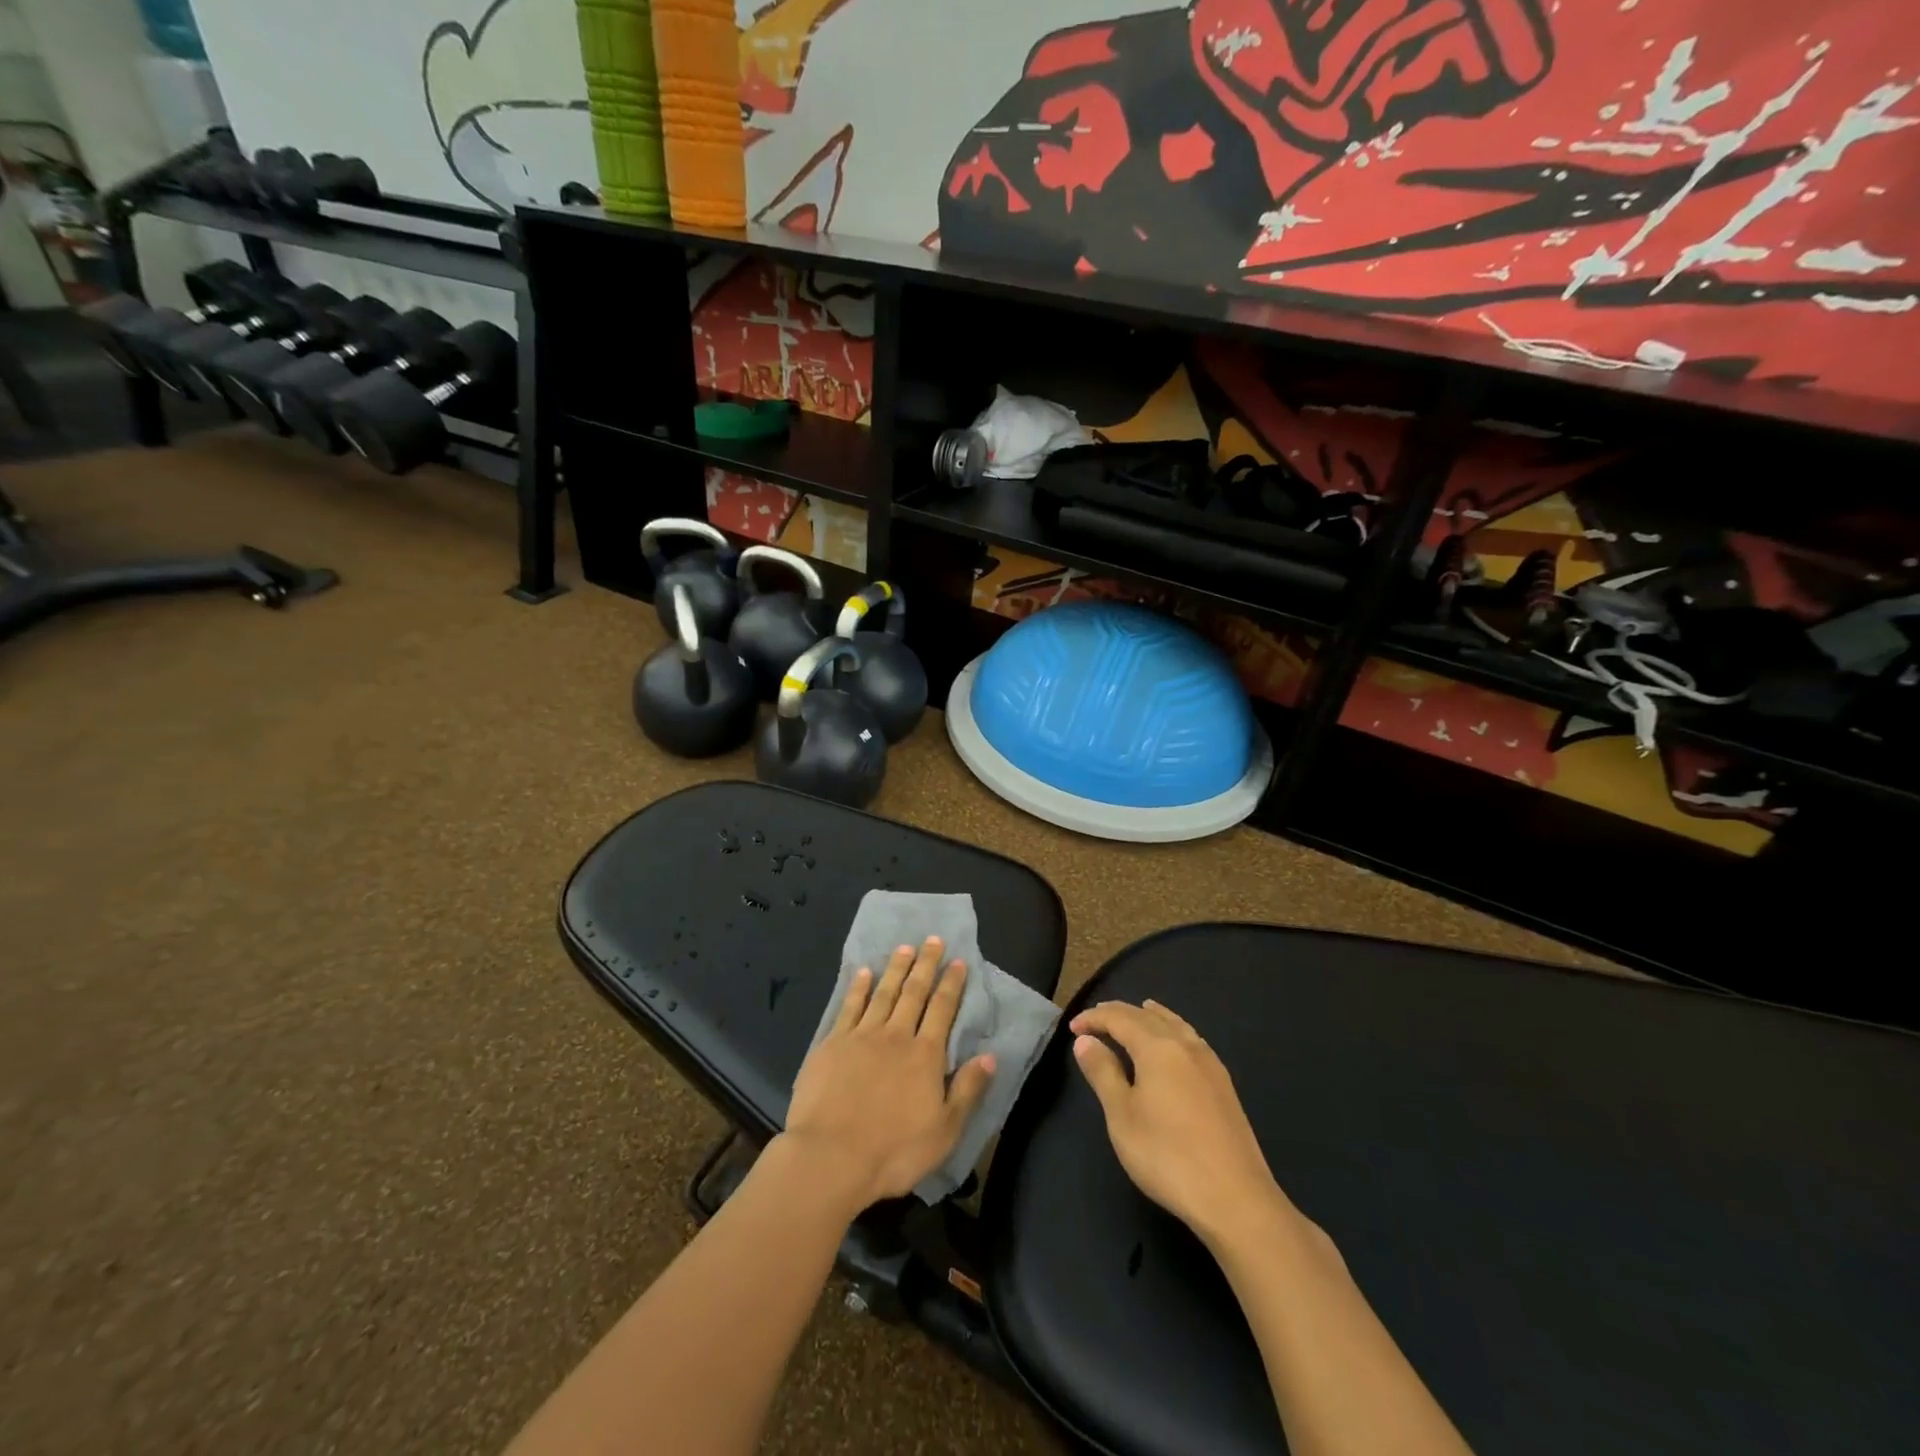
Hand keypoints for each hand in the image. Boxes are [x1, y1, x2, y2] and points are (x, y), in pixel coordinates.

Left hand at [783, 937, 995, 1213]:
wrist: (831, 1157)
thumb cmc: (893, 1150)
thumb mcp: (944, 1130)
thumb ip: (968, 1090)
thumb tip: (990, 1055)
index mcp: (925, 1055)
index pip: (942, 1010)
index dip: (951, 984)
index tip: (958, 961)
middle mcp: (896, 1035)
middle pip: (914, 992)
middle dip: (926, 964)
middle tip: (933, 940)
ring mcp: (861, 1036)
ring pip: (883, 993)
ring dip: (896, 969)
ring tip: (905, 948)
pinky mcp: (832, 1044)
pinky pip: (849, 1007)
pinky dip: (858, 988)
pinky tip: (863, 973)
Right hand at [1071, 999, 1287, 1247]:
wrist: (1235, 1199)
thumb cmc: (1167, 1156)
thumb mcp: (1122, 1115)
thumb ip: (1103, 1072)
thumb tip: (1086, 1040)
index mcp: (1157, 1047)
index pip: (1119, 1019)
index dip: (1094, 1019)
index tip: (1072, 1028)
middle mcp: (1185, 1045)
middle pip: (1147, 1016)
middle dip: (1119, 1013)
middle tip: (1095, 1019)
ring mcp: (1209, 1063)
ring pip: (1174, 1024)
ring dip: (1150, 1016)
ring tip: (1138, 1011)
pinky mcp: (1223, 1084)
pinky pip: (1191, 1039)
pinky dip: (1173, 1028)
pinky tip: (1174, 1043)